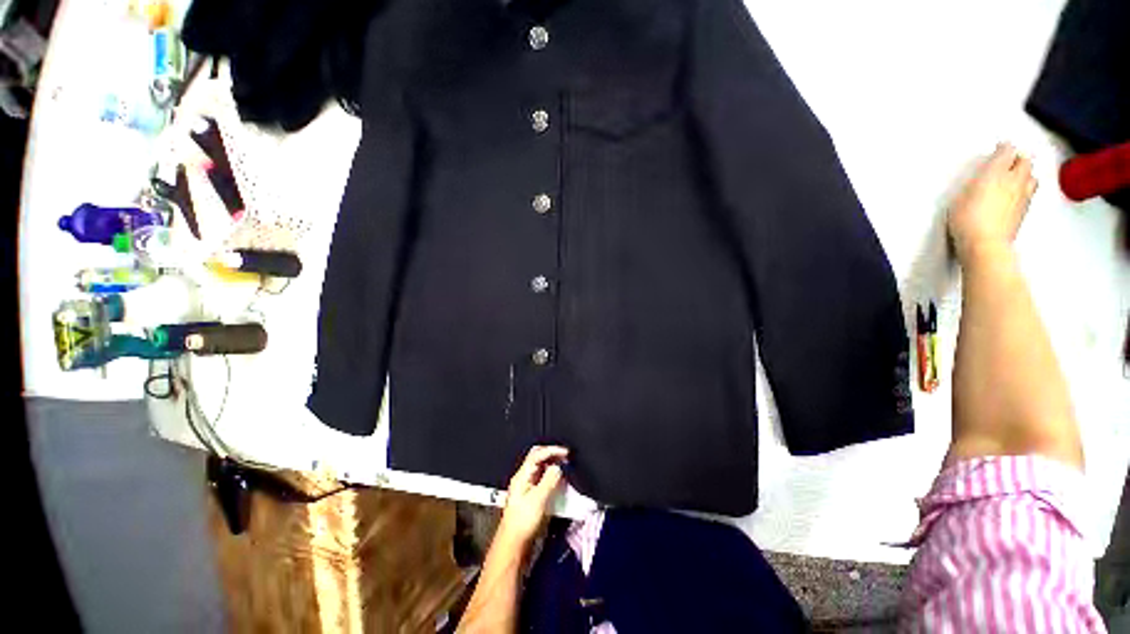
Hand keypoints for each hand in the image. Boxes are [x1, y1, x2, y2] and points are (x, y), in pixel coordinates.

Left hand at [495, 445, 568, 550]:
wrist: (513, 545)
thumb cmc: (521, 523)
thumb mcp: (538, 500)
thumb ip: (549, 480)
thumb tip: (558, 466)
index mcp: (522, 476)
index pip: (537, 454)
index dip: (552, 450)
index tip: (566, 453)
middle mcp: (524, 478)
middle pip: (538, 458)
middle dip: (552, 455)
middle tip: (566, 457)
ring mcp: (527, 486)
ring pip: (541, 468)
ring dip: (553, 465)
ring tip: (565, 467)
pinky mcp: (532, 495)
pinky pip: (544, 478)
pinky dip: (552, 476)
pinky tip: (560, 480)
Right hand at [948, 142, 1037, 263]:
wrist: (985, 244)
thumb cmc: (968, 220)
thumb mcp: (961, 197)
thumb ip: (977, 183)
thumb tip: (985, 178)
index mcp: (996, 172)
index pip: (1007, 151)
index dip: (1003, 147)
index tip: (999, 147)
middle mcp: (1014, 180)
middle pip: (1025, 161)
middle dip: (1019, 158)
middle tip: (1010, 159)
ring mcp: (1022, 195)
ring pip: (1031, 176)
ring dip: (1026, 173)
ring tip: (1017, 176)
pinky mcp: (1025, 210)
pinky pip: (1030, 192)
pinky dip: (1026, 188)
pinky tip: (1018, 193)